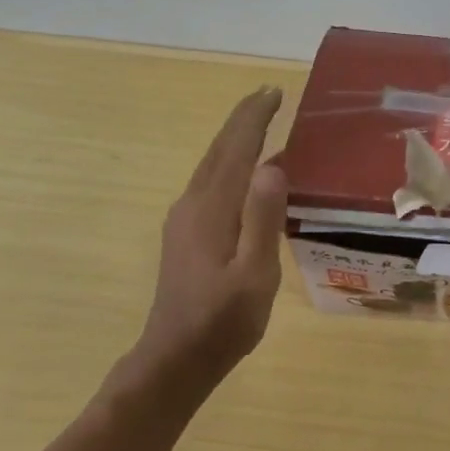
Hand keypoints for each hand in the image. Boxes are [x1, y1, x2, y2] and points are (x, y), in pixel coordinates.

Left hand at [126, 86, 288, 393]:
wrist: (175, 358)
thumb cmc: (224, 320)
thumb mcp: (255, 274)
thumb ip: (263, 219)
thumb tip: (272, 164)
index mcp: (212, 209)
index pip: (236, 149)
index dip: (254, 118)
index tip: (274, 92)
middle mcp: (193, 204)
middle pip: (220, 150)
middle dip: (243, 120)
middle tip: (270, 96)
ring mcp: (184, 219)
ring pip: (213, 165)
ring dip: (236, 139)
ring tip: (262, 122)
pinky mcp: (186, 233)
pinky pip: (212, 182)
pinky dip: (230, 162)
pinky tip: (247, 172)